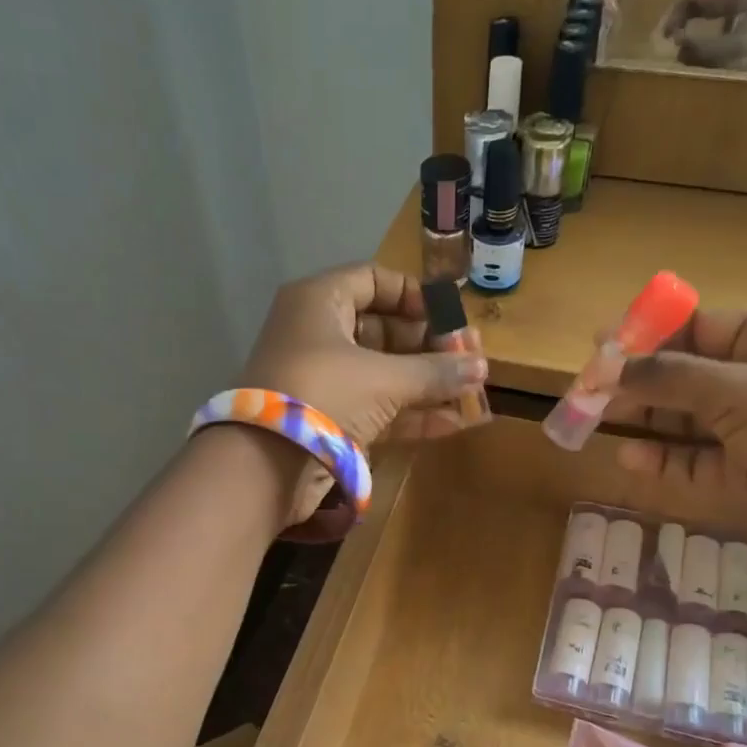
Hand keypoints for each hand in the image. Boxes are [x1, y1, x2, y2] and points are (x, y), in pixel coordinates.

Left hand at [237, 263, 489, 527]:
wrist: (265, 465)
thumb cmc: (323, 394)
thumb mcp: (384, 378)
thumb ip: (435, 372)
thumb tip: (481, 367)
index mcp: (319, 302)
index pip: (372, 280)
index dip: (414, 295)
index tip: (449, 315)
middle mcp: (319, 335)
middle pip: (383, 329)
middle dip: (429, 345)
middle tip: (469, 358)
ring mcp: (324, 381)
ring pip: (383, 372)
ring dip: (426, 382)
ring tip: (472, 390)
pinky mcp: (330, 420)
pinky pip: (378, 408)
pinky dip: (413, 414)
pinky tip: (455, 422)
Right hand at [610, 311, 746, 536]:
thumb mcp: (737, 391)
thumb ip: (668, 378)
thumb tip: (606, 366)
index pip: (699, 328)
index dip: (648, 335)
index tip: (601, 344)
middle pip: (685, 374)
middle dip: (637, 381)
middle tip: (588, 389)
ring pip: (684, 417)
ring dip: (643, 418)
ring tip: (595, 420)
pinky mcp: (741, 470)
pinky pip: (692, 458)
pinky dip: (661, 457)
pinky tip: (629, 456)